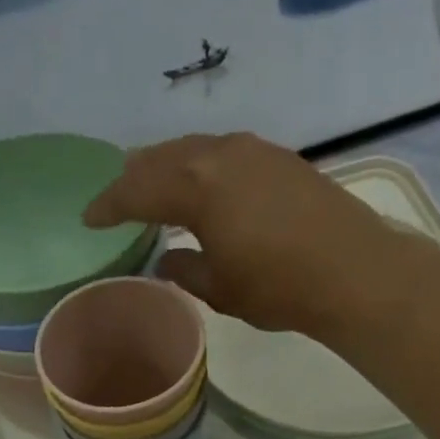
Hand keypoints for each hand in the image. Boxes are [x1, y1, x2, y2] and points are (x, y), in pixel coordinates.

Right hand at [83, 133, 428, 337]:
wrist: (351, 270)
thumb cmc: (277, 286)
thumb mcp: (219, 289)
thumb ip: (184, 271)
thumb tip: (165, 261)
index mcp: (197, 186)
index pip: (138, 189)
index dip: (109, 204)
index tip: (88, 218)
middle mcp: (220, 154)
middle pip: (163, 157)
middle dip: (134, 176)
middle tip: (115, 196)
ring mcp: (253, 150)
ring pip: (194, 149)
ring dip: (167, 166)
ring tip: (153, 185)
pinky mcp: (279, 158)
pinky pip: (223, 153)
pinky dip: (199, 168)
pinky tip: (202, 186)